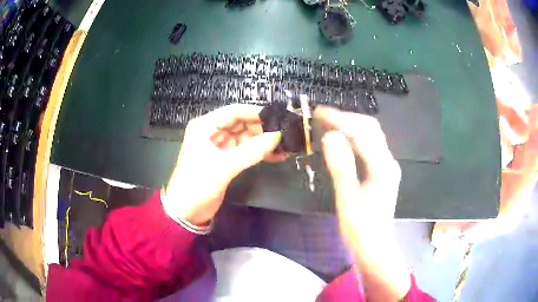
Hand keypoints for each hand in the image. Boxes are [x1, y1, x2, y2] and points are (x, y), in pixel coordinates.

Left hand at [163, 104, 283, 225]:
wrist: (186, 211)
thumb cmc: (198, 184)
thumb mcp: (224, 166)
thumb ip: (252, 151)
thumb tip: (278, 136)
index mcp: (205, 126)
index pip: (234, 111)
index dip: (256, 112)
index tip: (279, 117)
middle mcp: (212, 132)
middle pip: (242, 123)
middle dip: (263, 128)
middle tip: (286, 131)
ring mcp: (219, 146)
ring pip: (245, 137)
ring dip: (264, 141)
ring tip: (286, 144)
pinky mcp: (225, 160)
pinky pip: (245, 151)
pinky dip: (259, 152)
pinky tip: (277, 155)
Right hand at [315, 106, 410, 300]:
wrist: (375, 249)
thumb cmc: (361, 231)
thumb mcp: (348, 201)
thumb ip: (341, 167)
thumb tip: (329, 136)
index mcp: (383, 168)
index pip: (362, 133)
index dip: (340, 120)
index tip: (319, 113)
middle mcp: (387, 161)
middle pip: (369, 128)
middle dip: (345, 117)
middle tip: (320, 115)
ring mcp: (385, 166)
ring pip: (369, 135)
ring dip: (348, 125)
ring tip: (326, 122)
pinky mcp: (380, 171)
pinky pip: (366, 146)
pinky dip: (351, 137)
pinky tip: (338, 139)